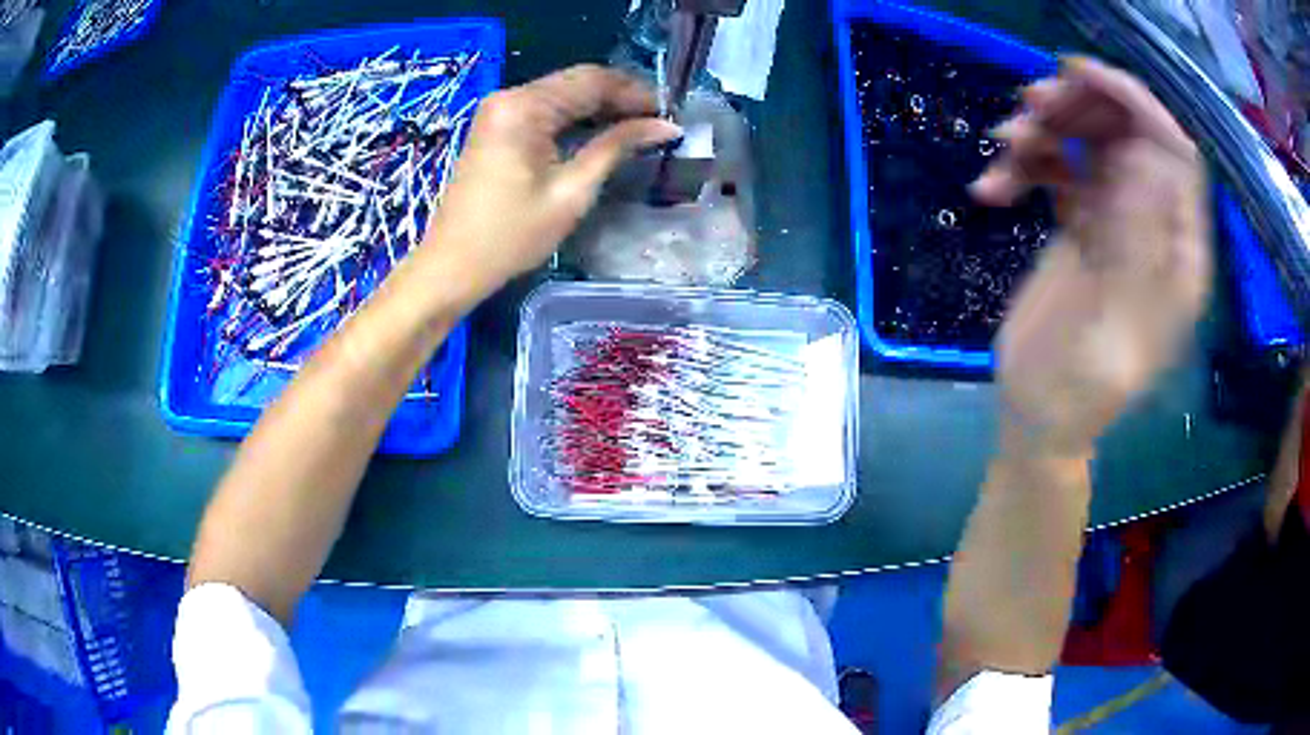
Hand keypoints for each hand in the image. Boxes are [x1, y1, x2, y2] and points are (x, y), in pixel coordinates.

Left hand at [418, 65, 681, 305]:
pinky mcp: (496, 127)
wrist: (452, 266)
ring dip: (600, 107)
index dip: (634, 92)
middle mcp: (509, 97)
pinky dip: (575, 118)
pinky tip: (601, 133)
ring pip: (562, 94)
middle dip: (619, 98)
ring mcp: (499, 111)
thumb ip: (616, 147)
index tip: (668, 113)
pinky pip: (545, 110)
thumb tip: (665, 126)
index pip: (592, 80)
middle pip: (576, 82)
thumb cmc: (511, 236)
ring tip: (638, 128)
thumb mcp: (572, 192)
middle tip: (657, 122)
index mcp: (524, 107)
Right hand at [973, 57, 1210, 455]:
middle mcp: (1153, 225)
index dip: (1137, 106)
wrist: (1036, 415)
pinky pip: (1055, 168)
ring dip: (1045, 130)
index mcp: (1178, 254)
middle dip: (1082, 108)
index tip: (1081, 76)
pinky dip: (1021, 165)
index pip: (1176, 156)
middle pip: (1129, 136)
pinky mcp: (1079, 223)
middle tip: (1032, 104)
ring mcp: (1115, 219)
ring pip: (1088, 143)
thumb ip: (1137, 244)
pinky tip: (991, 190)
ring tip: (1004, 143)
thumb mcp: (1114, 327)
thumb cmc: (1080, 390)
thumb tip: (1145, 158)